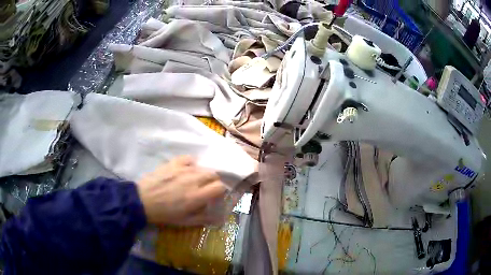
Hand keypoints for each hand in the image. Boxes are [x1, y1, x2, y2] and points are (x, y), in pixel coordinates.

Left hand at [136, 156, 226, 225]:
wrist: (142, 201)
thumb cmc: (164, 214)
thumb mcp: (185, 221)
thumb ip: (204, 218)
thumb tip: (219, 217)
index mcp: (197, 196)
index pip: (220, 187)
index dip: (220, 191)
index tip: (214, 196)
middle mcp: (193, 180)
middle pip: (213, 174)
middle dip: (213, 182)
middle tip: (205, 189)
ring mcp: (182, 170)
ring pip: (202, 167)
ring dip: (203, 174)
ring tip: (195, 181)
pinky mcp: (173, 163)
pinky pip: (188, 159)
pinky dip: (191, 164)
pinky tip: (187, 170)